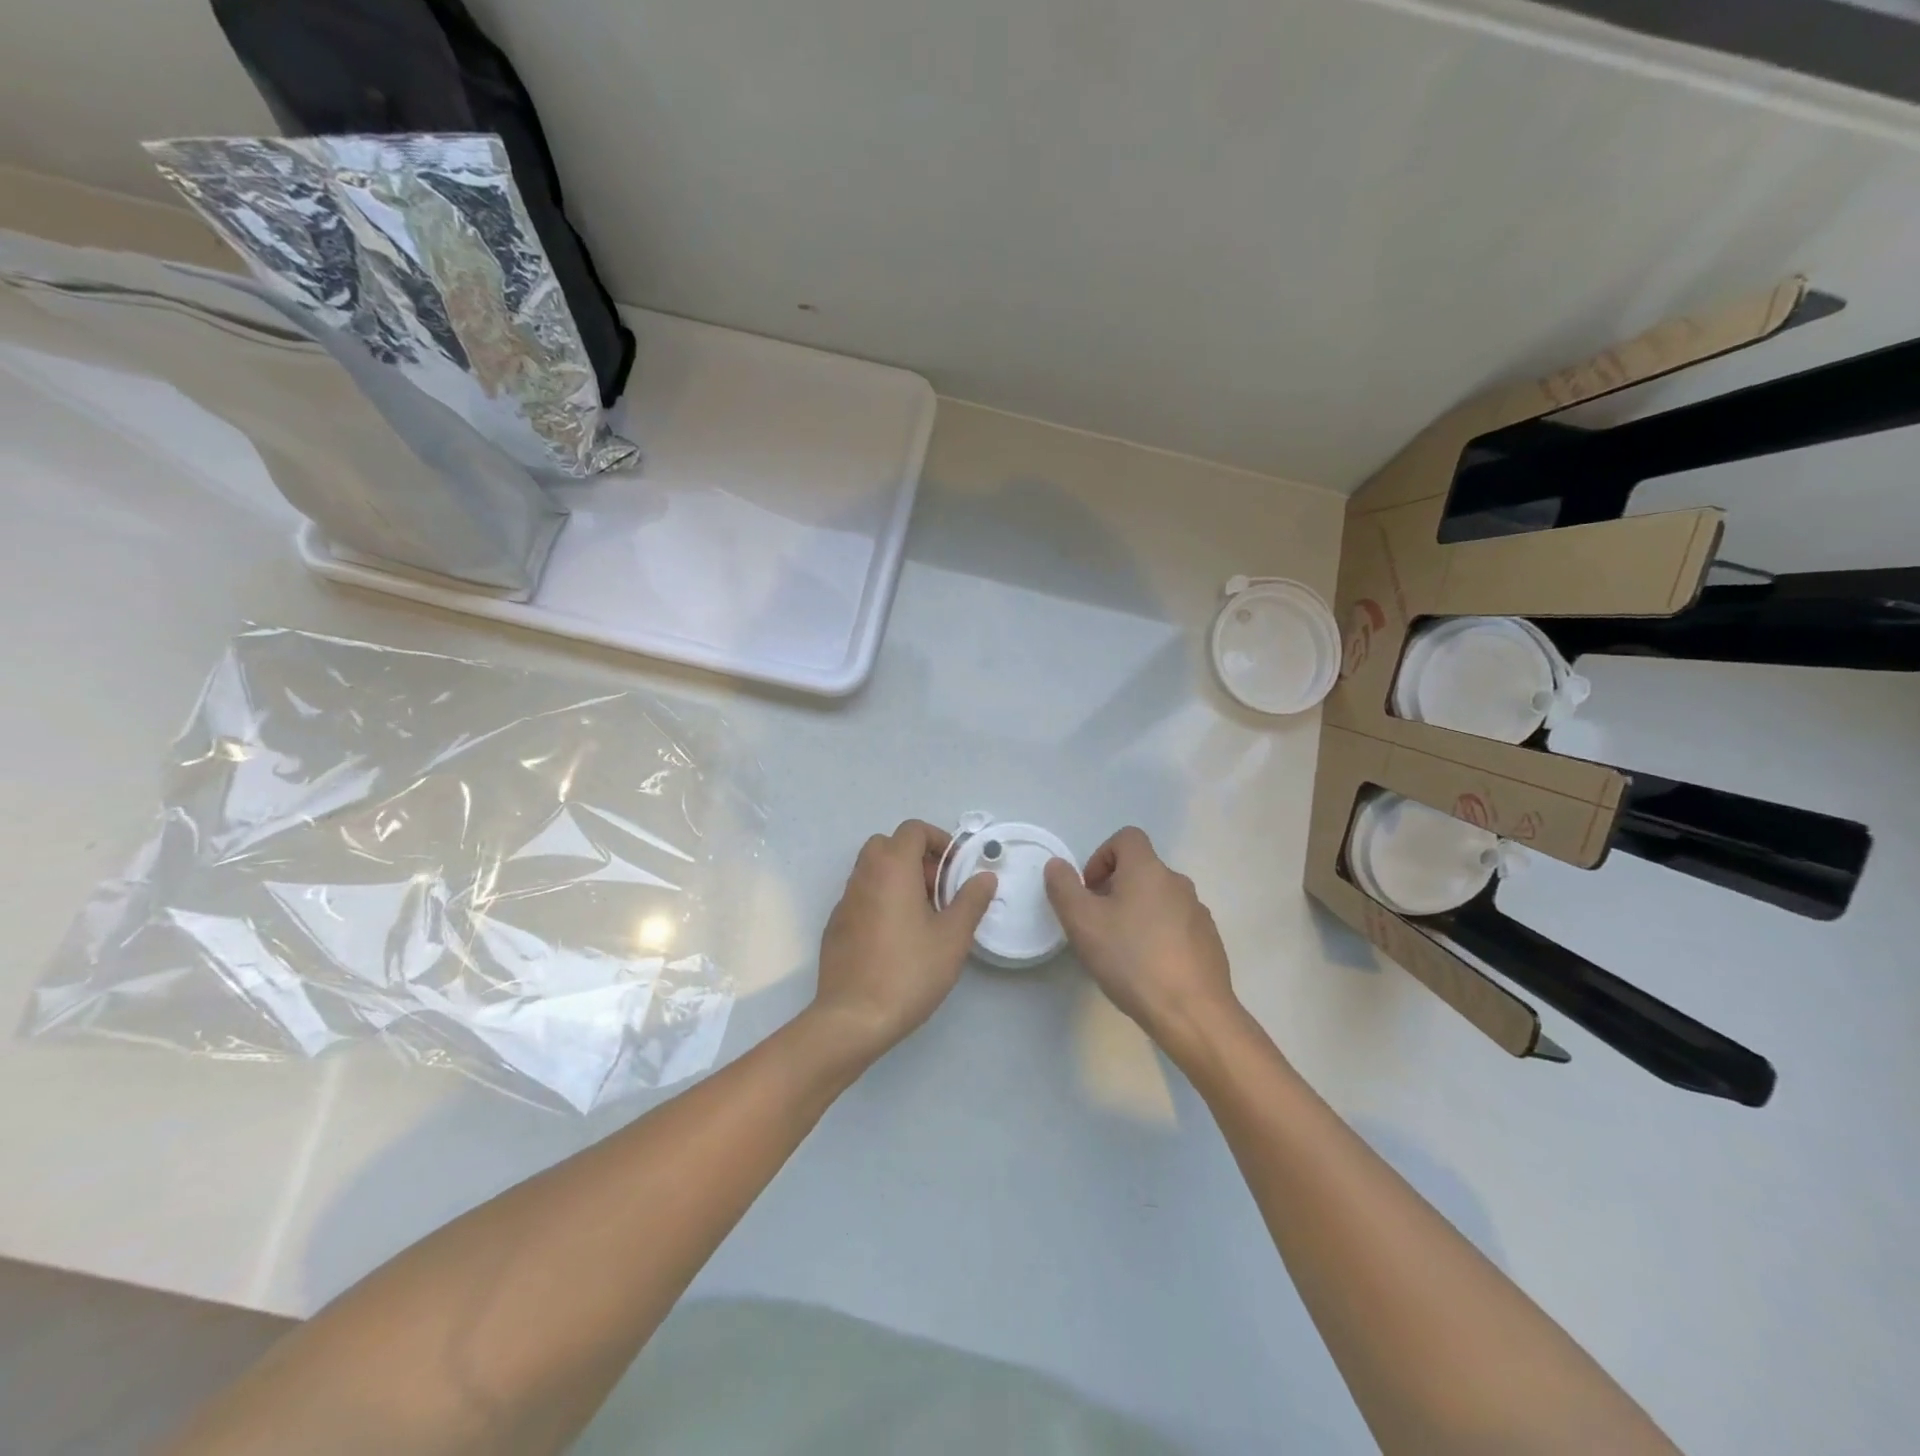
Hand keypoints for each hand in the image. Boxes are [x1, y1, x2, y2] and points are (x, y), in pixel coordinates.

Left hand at [811, 820, 996, 1059]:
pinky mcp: (835, 926)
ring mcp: (844, 901)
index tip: (955, 867)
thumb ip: (971, 900)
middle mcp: (863, 876)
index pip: (912, 830)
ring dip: (898, 879)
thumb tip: (984, 876)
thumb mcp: (953, 937)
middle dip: (916, 858)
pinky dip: (881, 900)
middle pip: (888, 845)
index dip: (938, 840)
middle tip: (938, 889)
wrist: (853, 1018)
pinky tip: (896, 938)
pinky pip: (861, 897)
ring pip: (872, 871)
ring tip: (923, 916)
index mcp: (892, 868)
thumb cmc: (909, 971)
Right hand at [1044, 827, 1241, 1059]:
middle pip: (1141, 870)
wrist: (1192, 1012)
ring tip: (1122, 951)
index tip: (1089, 891)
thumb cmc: (1131, 960)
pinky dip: (1159, 935)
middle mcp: (1177, 882)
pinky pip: (1177, 925)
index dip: (1101, 856)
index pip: (1126, 838)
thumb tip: (1057, 865)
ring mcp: (1198, 912)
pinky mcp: (1209, 941)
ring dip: (1137, 913)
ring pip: (1159, 899)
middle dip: (1115, 889)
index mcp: (1148, 869)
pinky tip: (1149, 969)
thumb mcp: (1082, 922)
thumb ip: (1063, 887)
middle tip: (1097, 925)